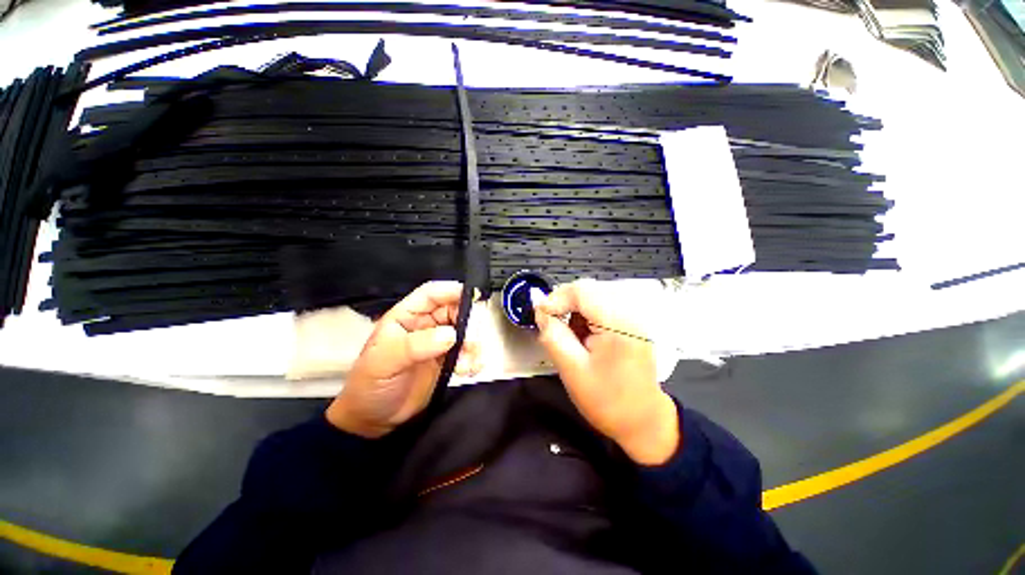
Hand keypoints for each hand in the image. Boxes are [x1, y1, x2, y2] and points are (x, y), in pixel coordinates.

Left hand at [326, 281, 481, 437]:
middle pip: (453, 310)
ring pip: (463, 332)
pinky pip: (466, 353)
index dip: (450, 291)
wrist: (374, 422)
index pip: (431, 294)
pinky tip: (469, 369)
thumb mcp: (384, 362)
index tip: (472, 296)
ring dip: (471, 343)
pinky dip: (472, 359)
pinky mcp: (447, 362)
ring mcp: (437, 344)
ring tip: (467, 361)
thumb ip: (415, 346)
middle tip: (471, 338)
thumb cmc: (370, 386)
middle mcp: (425, 326)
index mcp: (406, 317)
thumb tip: (450, 334)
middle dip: (466, 321)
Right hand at [533, 279, 678, 464]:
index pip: (582, 291)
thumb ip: (553, 335)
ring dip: (576, 309)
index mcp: (619, 325)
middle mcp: (631, 313)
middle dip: (565, 303)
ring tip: (572, 336)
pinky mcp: (633, 322)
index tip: (542, 315)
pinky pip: (603, 305)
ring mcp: (635, 316)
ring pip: (594, 295)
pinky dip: (587, 315)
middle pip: (589, 289)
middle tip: (553, 325)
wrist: (643, 421)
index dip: (556, 298)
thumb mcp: (572, 370)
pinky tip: (585, 335)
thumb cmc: (608, 401)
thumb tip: (540, 310)